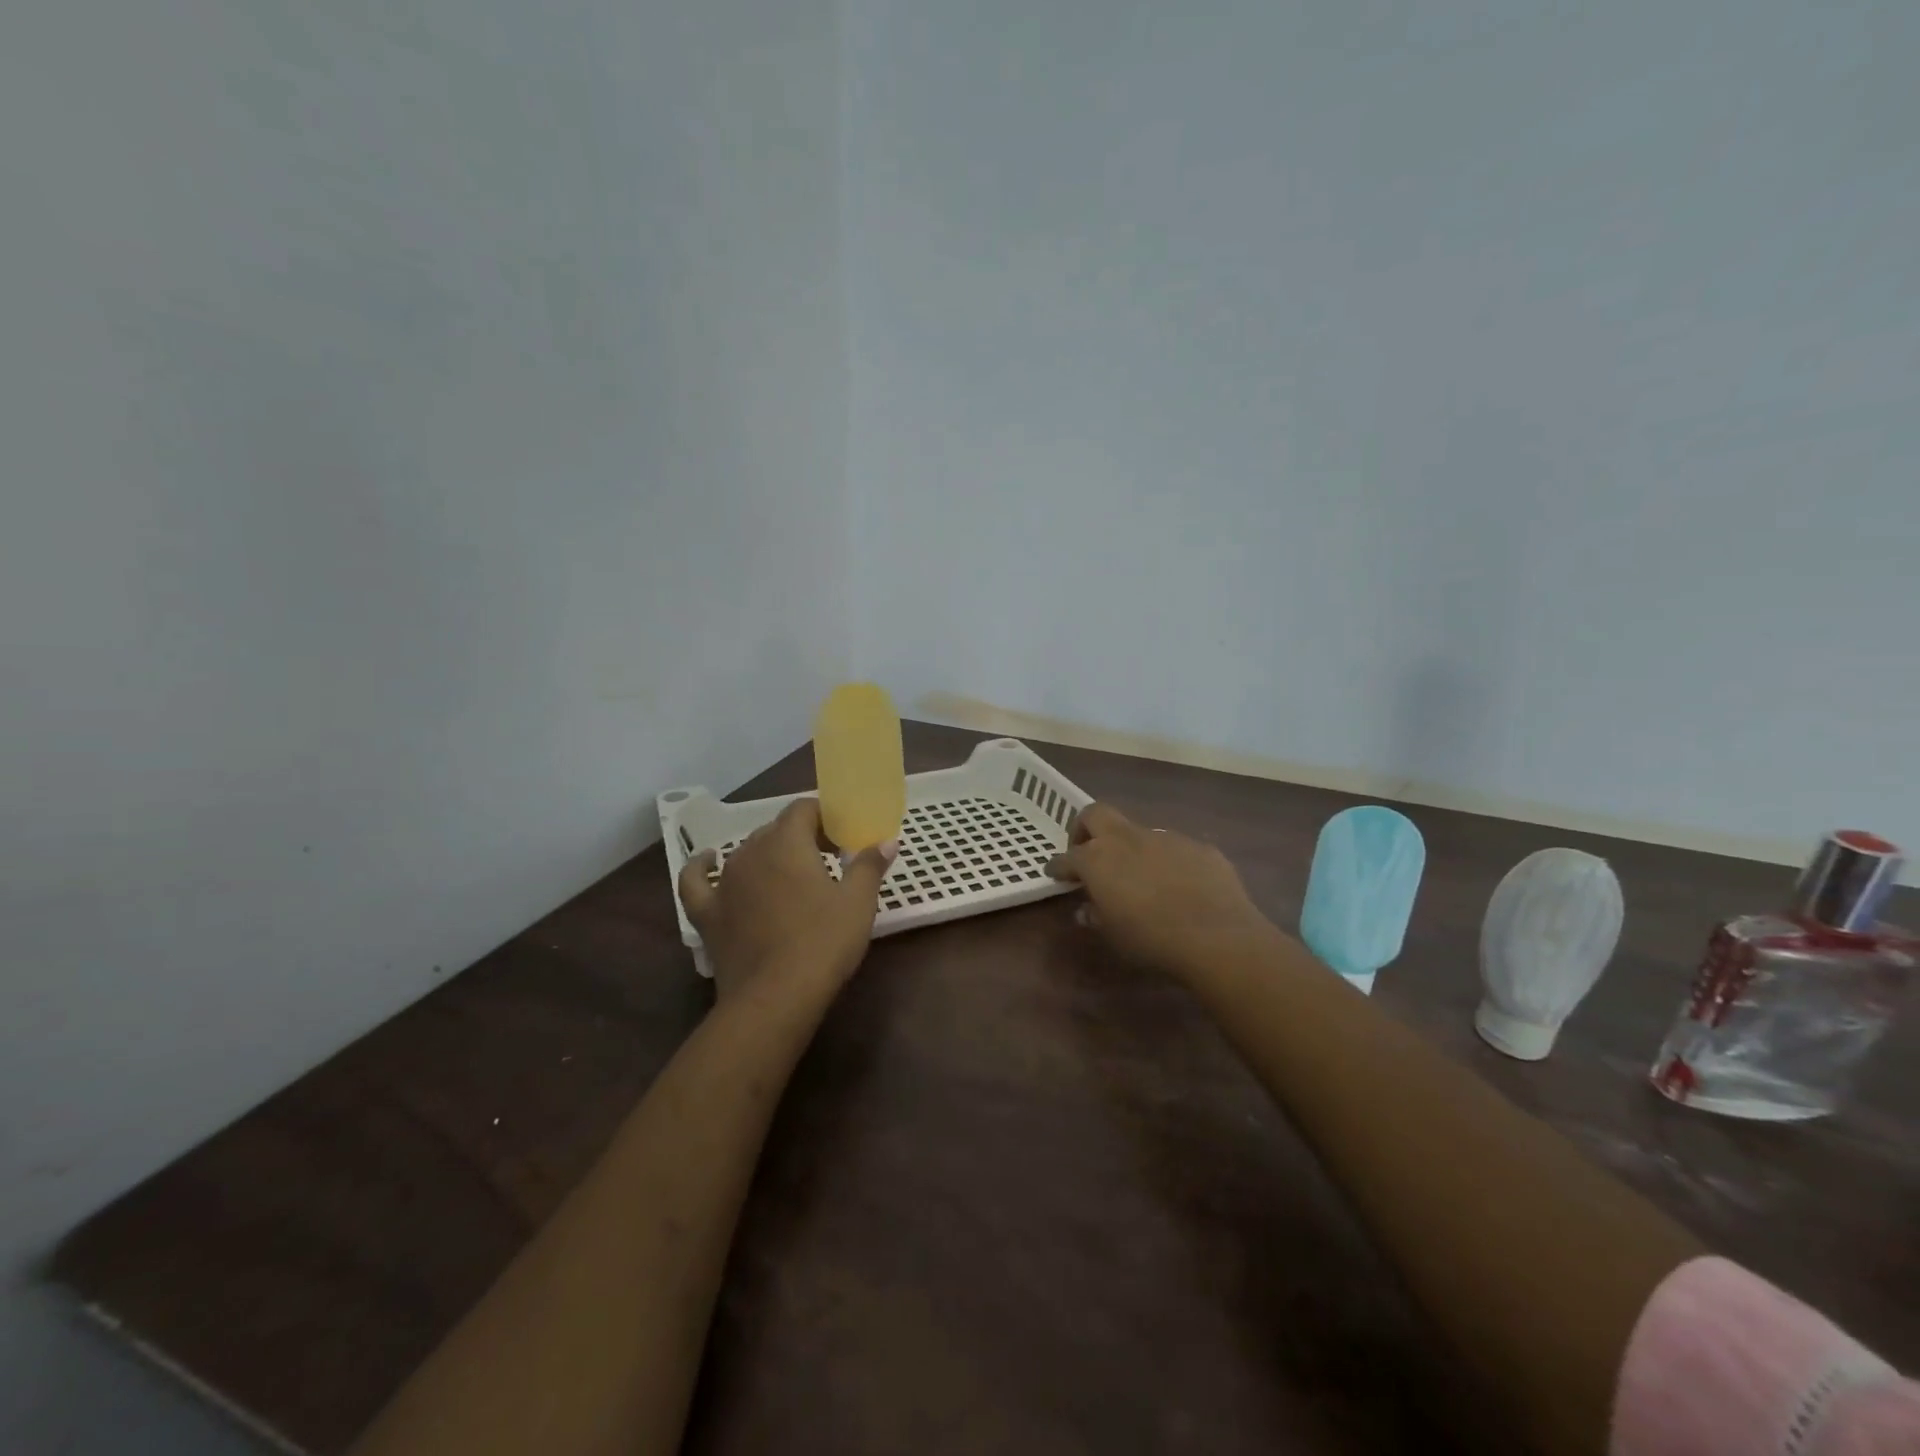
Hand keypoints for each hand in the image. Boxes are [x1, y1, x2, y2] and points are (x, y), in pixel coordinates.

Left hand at [678, 798, 897, 1001]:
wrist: (775, 998)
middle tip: (827, 860)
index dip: (824, 817)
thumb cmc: (823, 943)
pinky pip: (697, 881)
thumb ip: (869, 865)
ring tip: (790, 874)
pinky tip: (708, 861)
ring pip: (746, 852)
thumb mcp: (858, 902)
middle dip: (802, 837)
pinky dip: (702, 867)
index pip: (803, 809)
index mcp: (787, 843)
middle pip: (777, 829)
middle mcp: (751, 852)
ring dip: (769, 855)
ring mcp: (724, 883)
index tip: (842, 838)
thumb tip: (887, 841)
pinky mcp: (707, 913)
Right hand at [1048, 802, 1277, 976]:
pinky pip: (1175, 849)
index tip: (1056, 873)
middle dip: (1085, 828)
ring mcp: (1165, 838)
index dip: (1059, 865)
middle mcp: (1127, 838)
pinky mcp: (1199, 846)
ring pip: (1139, 832)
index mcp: (1098, 859)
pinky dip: (1169, 863)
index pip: (1067, 857)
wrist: (1216, 936)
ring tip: (1143, 879)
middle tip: (1088, 852)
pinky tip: (1182, 888)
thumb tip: (1088, 909)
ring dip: (1132, 849)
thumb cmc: (1151, 939)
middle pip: (1096, 814)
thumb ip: (1096, 915)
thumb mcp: (1113, 935)